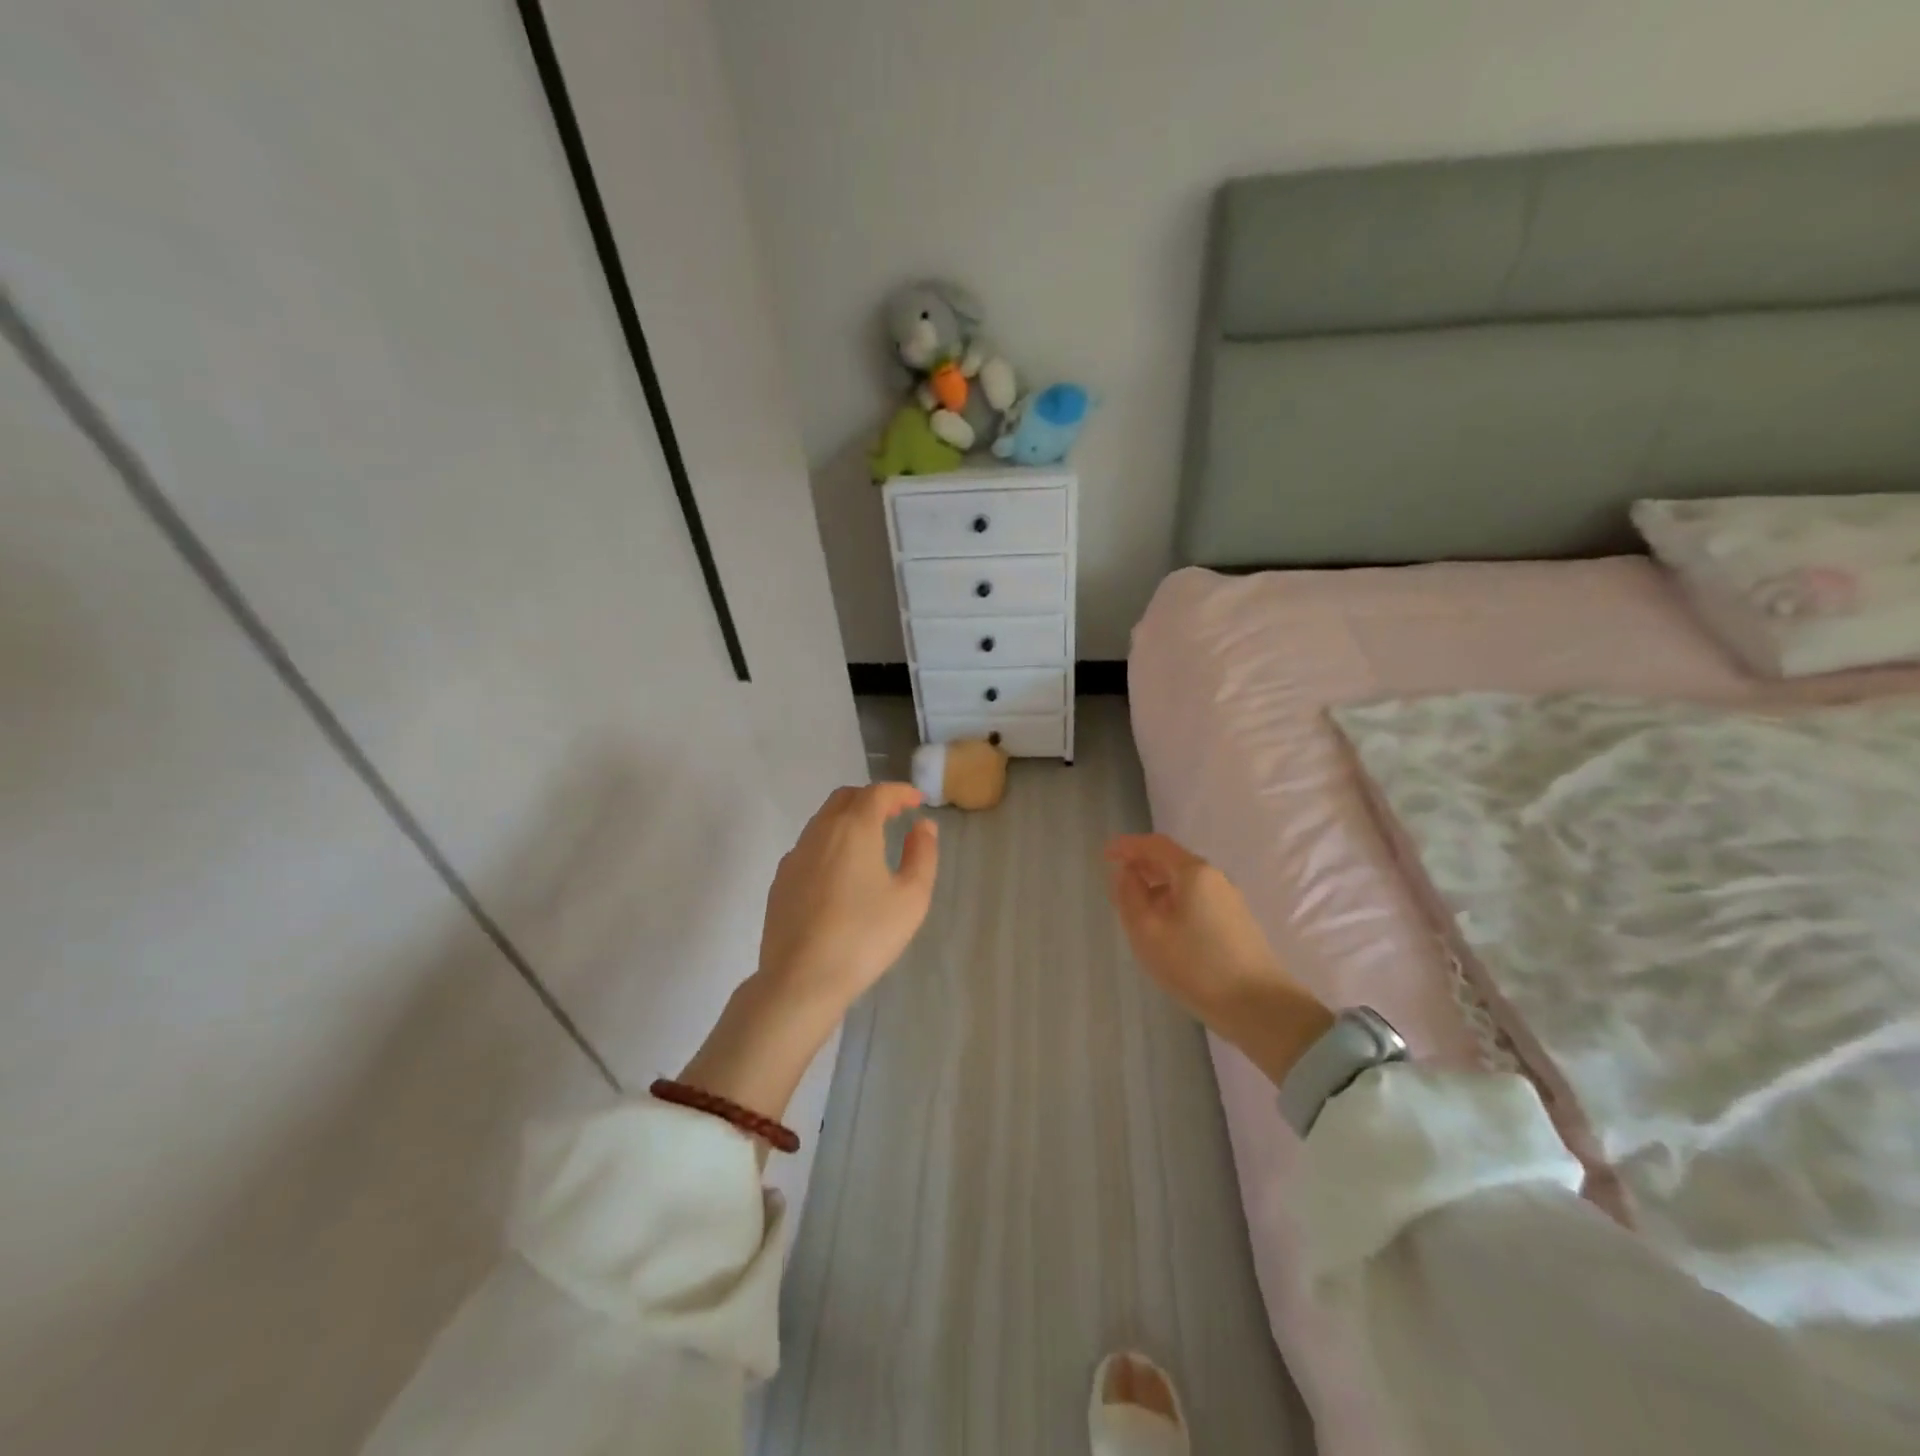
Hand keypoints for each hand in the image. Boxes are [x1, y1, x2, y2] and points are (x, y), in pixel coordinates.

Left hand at [679, 784, 937, 1140]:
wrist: (801, 979)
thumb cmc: (865, 936)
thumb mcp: (911, 897)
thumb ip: (922, 854)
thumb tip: (923, 826)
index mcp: (854, 829)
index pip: (877, 793)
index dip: (900, 791)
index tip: (917, 800)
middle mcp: (820, 832)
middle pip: (845, 798)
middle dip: (871, 798)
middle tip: (894, 814)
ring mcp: (795, 856)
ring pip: (823, 821)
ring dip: (848, 819)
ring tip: (870, 841)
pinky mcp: (781, 881)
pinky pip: (809, 846)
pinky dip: (830, 843)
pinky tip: (841, 872)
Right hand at [1104, 833, 1333, 1086]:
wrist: (1260, 1008)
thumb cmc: (1196, 965)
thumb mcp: (1147, 931)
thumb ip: (1129, 896)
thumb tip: (1125, 874)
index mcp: (1194, 873)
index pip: (1155, 845)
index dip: (1128, 846)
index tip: (1105, 853)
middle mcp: (1215, 879)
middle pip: (1172, 862)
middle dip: (1142, 866)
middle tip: (1116, 881)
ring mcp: (1229, 902)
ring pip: (1184, 884)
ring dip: (1156, 887)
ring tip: (1135, 908)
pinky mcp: (1236, 924)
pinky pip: (1196, 901)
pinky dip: (1172, 903)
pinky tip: (1163, 928)